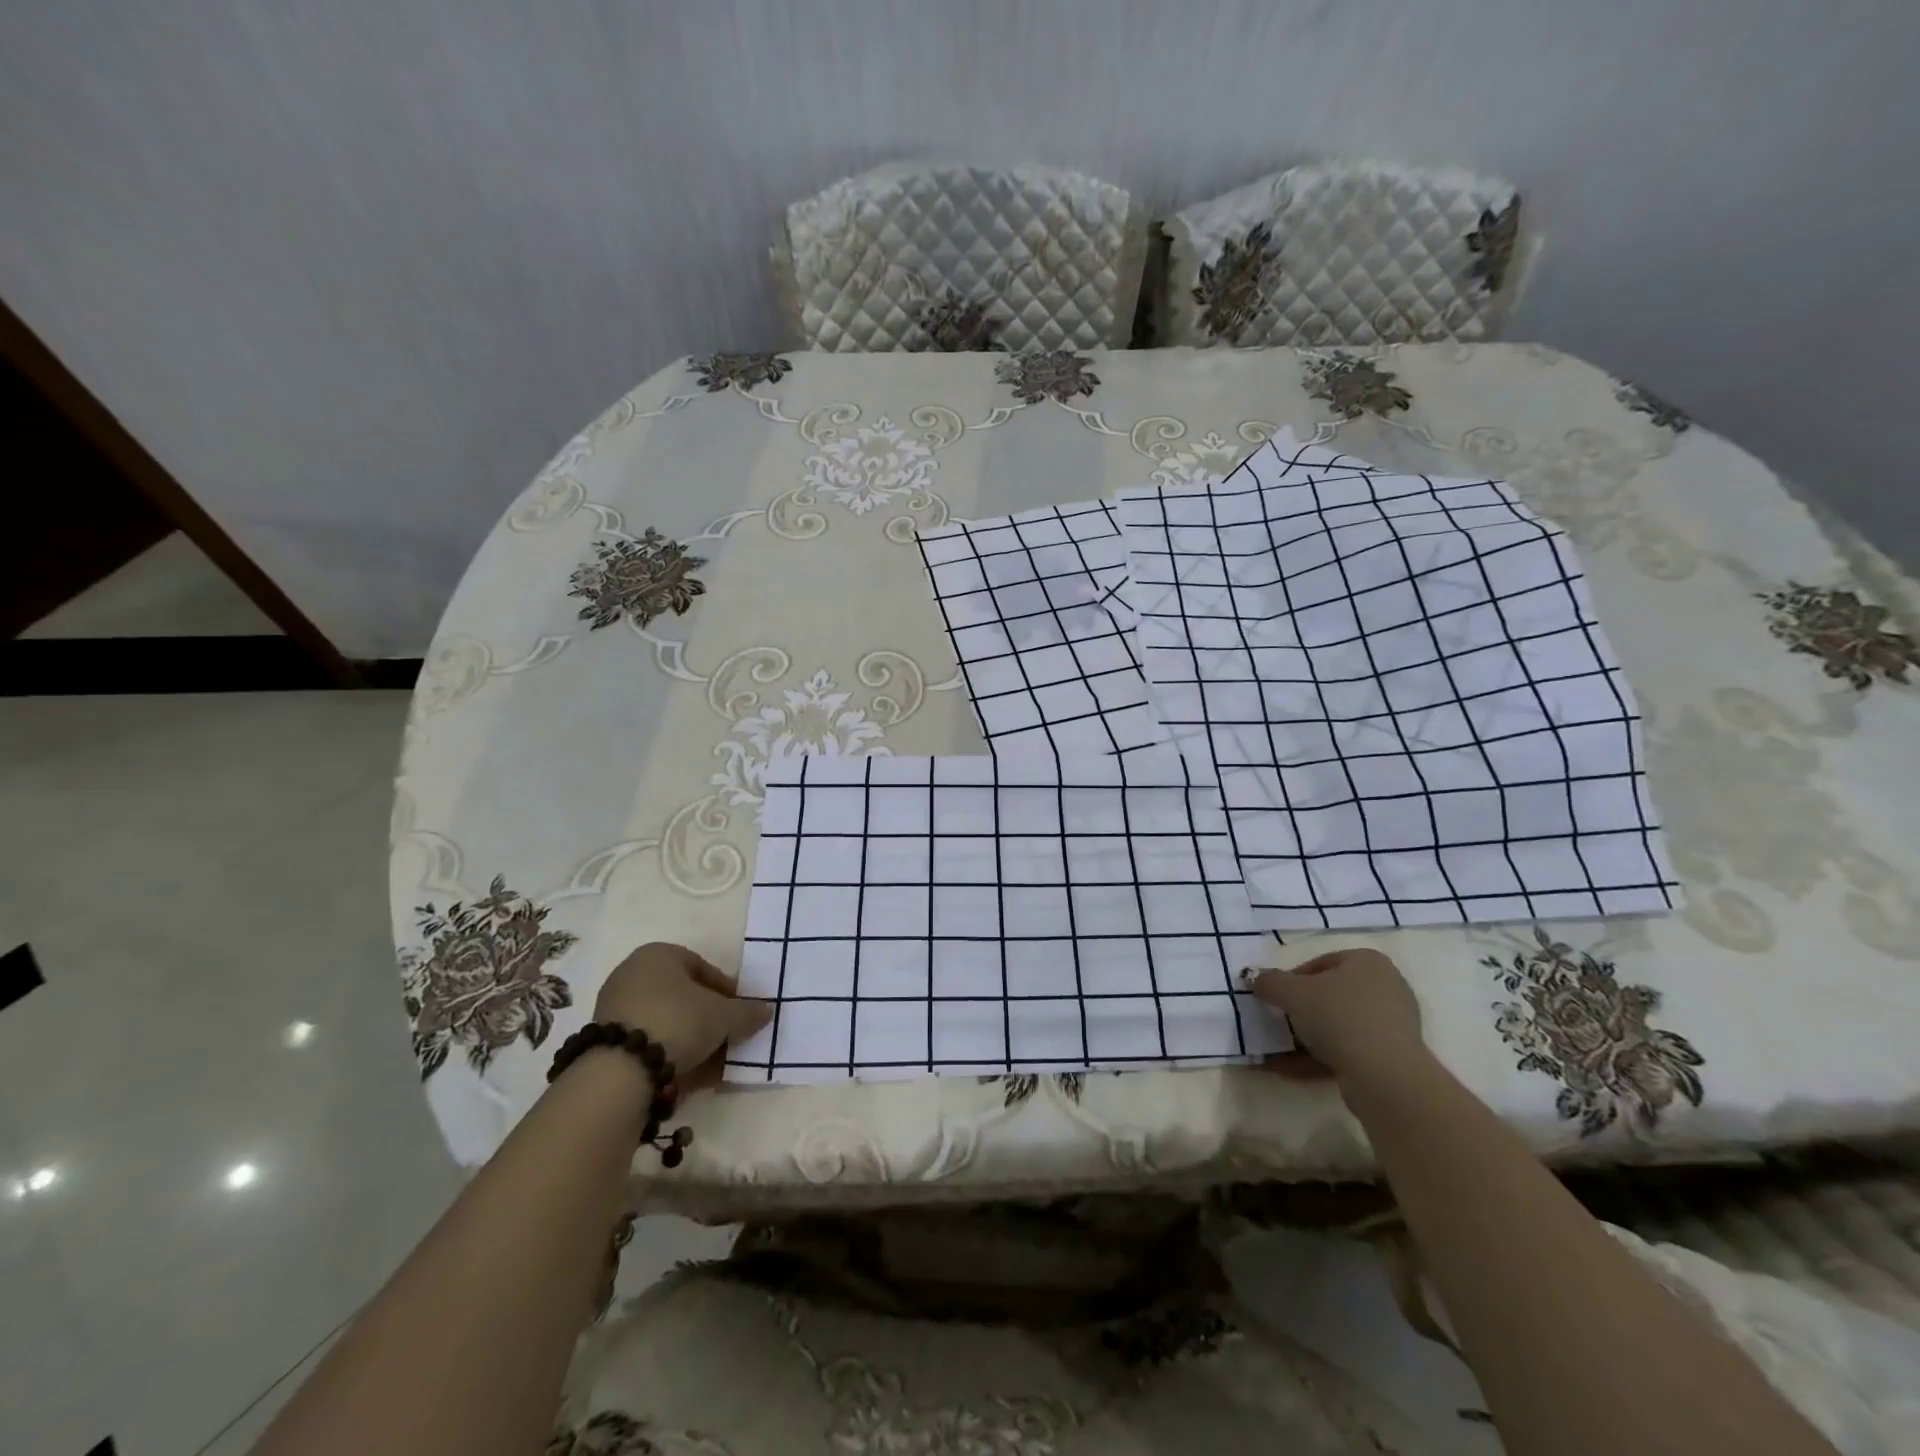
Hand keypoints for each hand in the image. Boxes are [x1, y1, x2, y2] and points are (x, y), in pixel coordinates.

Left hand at [593, 942, 770, 1092]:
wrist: (620, 1070)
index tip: (739, 1012)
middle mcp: (632, 974)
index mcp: (658, 955)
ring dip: (692, 1040)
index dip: (726, 991)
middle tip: (728, 1037)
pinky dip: (670, 1055)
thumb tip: (766, 1011)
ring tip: (713, 1064)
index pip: (702, 967)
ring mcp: (615, 1009)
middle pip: (683, 996)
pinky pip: (649, 1043)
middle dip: (708, 1018)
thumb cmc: (677, 1021)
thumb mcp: (723, 1016)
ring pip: (666, 1022)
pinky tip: (690, 1076)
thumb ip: (746, 1012)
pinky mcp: (606, 1042)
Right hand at [1249, 948, 1425, 1083]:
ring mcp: (1393, 1024)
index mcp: (1367, 961)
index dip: (1291, 980)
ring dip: (1307, 1039)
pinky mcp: (1393, 1057)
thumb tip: (1257, 980)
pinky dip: (1321, 1058)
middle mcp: (1386, 987)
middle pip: (1331, 996)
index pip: (1320, 964)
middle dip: (1301, 1011)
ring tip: (1278, 1053)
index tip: (1275, 998)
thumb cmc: (1337, 1016)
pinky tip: (1292, 1070)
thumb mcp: (1290, 992)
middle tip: (1279, 1023)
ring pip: (1339, 1027)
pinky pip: (1350, 1051)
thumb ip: (1269, 982)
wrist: (1384, 1074)